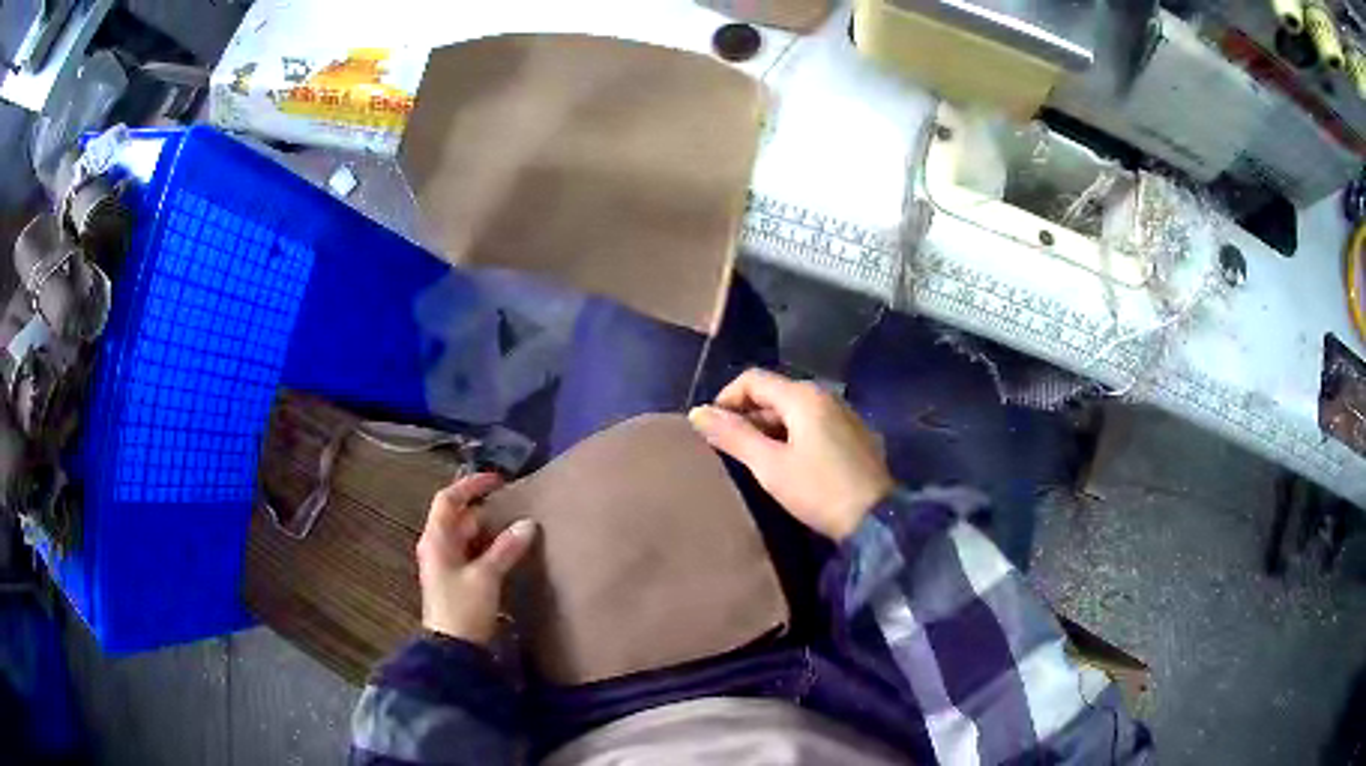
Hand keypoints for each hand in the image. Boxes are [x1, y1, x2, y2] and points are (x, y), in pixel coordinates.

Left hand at [416, 473, 537, 645]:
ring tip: (519, 526)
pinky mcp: (457, 580)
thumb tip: (528, 524)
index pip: (448, 500)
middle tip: (516, 506)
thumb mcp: (486, 576)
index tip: (498, 480)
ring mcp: (447, 564)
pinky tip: (511, 551)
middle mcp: (438, 547)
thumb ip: (506, 549)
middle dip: (485, 510)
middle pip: (460, 518)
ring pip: (468, 537)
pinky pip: (473, 554)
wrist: (453, 649)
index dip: (470, 485)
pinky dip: (490, 548)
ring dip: (490, 530)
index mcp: (436, 539)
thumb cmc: (463, 608)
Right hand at [689, 368, 894, 540]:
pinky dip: (791, 436)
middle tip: (728, 450)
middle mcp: (825, 396)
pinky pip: (813, 425)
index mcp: (803, 396)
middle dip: (746, 416)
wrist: (876, 519)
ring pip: (793, 411)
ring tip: (753, 460)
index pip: (753, 379)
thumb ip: (734, 436)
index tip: (710, 430)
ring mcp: (844, 415)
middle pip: (774, 393)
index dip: (726, 399)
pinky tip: (786, 465)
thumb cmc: (818, 490)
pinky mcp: (854, 436)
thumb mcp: (769, 465)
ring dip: (768, 428)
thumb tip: (698, 413)